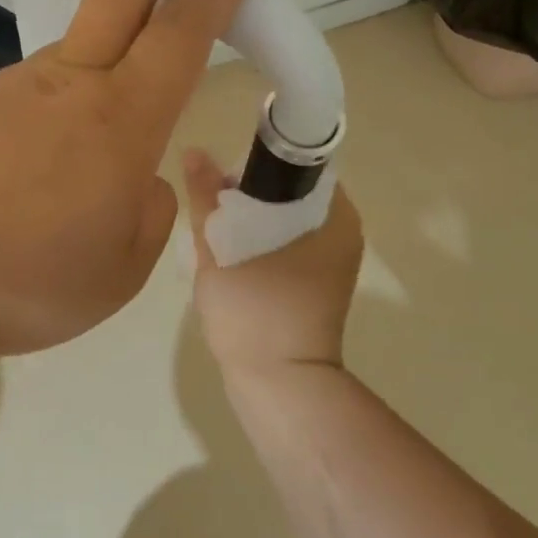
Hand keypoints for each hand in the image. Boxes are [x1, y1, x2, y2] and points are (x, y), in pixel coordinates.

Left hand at [0, 0, 262, 361]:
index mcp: (121, 120)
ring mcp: (22, 81)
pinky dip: (81, 90)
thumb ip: (151, 208)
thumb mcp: (124, 267)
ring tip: (130, 110)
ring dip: (126, 32)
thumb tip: (140, 177)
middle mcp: (73, 80)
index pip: (183, 27)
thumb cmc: (29, 283)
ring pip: (88, 36)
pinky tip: (64, 153)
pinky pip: (53, 80)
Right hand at [181, 149, 364, 378]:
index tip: (226, 172)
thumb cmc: (256, 309)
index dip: (260, 160)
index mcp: (335, 216)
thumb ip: (206, 197)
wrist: (279, 386)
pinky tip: (229, 251)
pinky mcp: (316, 287)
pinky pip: (287, 246)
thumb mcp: (222, 247)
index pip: (302, 166)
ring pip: (286, 221)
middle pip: (292, 193)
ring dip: (251, 218)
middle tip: (212, 199)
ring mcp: (332, 264)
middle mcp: (342, 234)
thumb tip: (195, 151)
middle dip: (250, 191)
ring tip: (214, 224)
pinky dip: (260, 241)